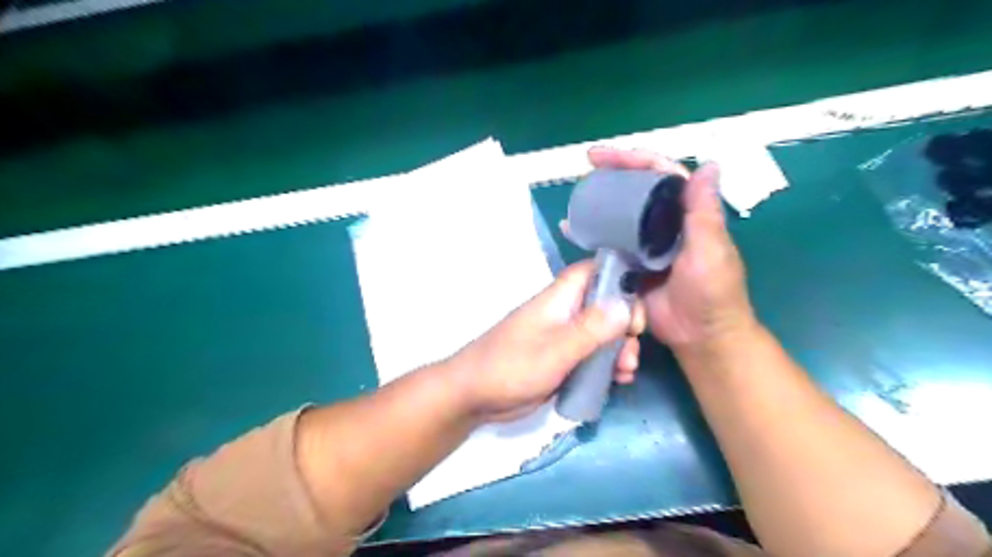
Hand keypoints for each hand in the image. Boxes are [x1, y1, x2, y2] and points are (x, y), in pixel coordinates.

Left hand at [441, 261, 642, 421]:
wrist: (474, 396)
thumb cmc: (513, 366)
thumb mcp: (556, 349)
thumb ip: (591, 328)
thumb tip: (626, 305)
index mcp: (559, 299)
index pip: (593, 271)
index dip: (619, 279)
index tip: (636, 305)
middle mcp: (564, 313)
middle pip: (604, 305)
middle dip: (624, 324)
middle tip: (633, 346)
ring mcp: (562, 338)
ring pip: (601, 334)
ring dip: (619, 349)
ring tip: (626, 372)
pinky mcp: (561, 360)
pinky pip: (592, 356)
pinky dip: (607, 365)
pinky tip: (618, 381)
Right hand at [584, 145, 756, 352]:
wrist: (699, 335)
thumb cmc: (712, 292)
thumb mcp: (711, 249)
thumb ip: (704, 211)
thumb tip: (709, 164)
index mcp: (687, 214)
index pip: (661, 176)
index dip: (636, 160)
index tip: (606, 156)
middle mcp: (665, 224)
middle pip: (637, 190)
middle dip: (614, 174)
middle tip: (587, 165)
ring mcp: (646, 245)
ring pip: (621, 215)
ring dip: (601, 201)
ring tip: (578, 193)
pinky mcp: (630, 266)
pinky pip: (609, 244)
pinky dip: (591, 235)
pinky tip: (572, 228)